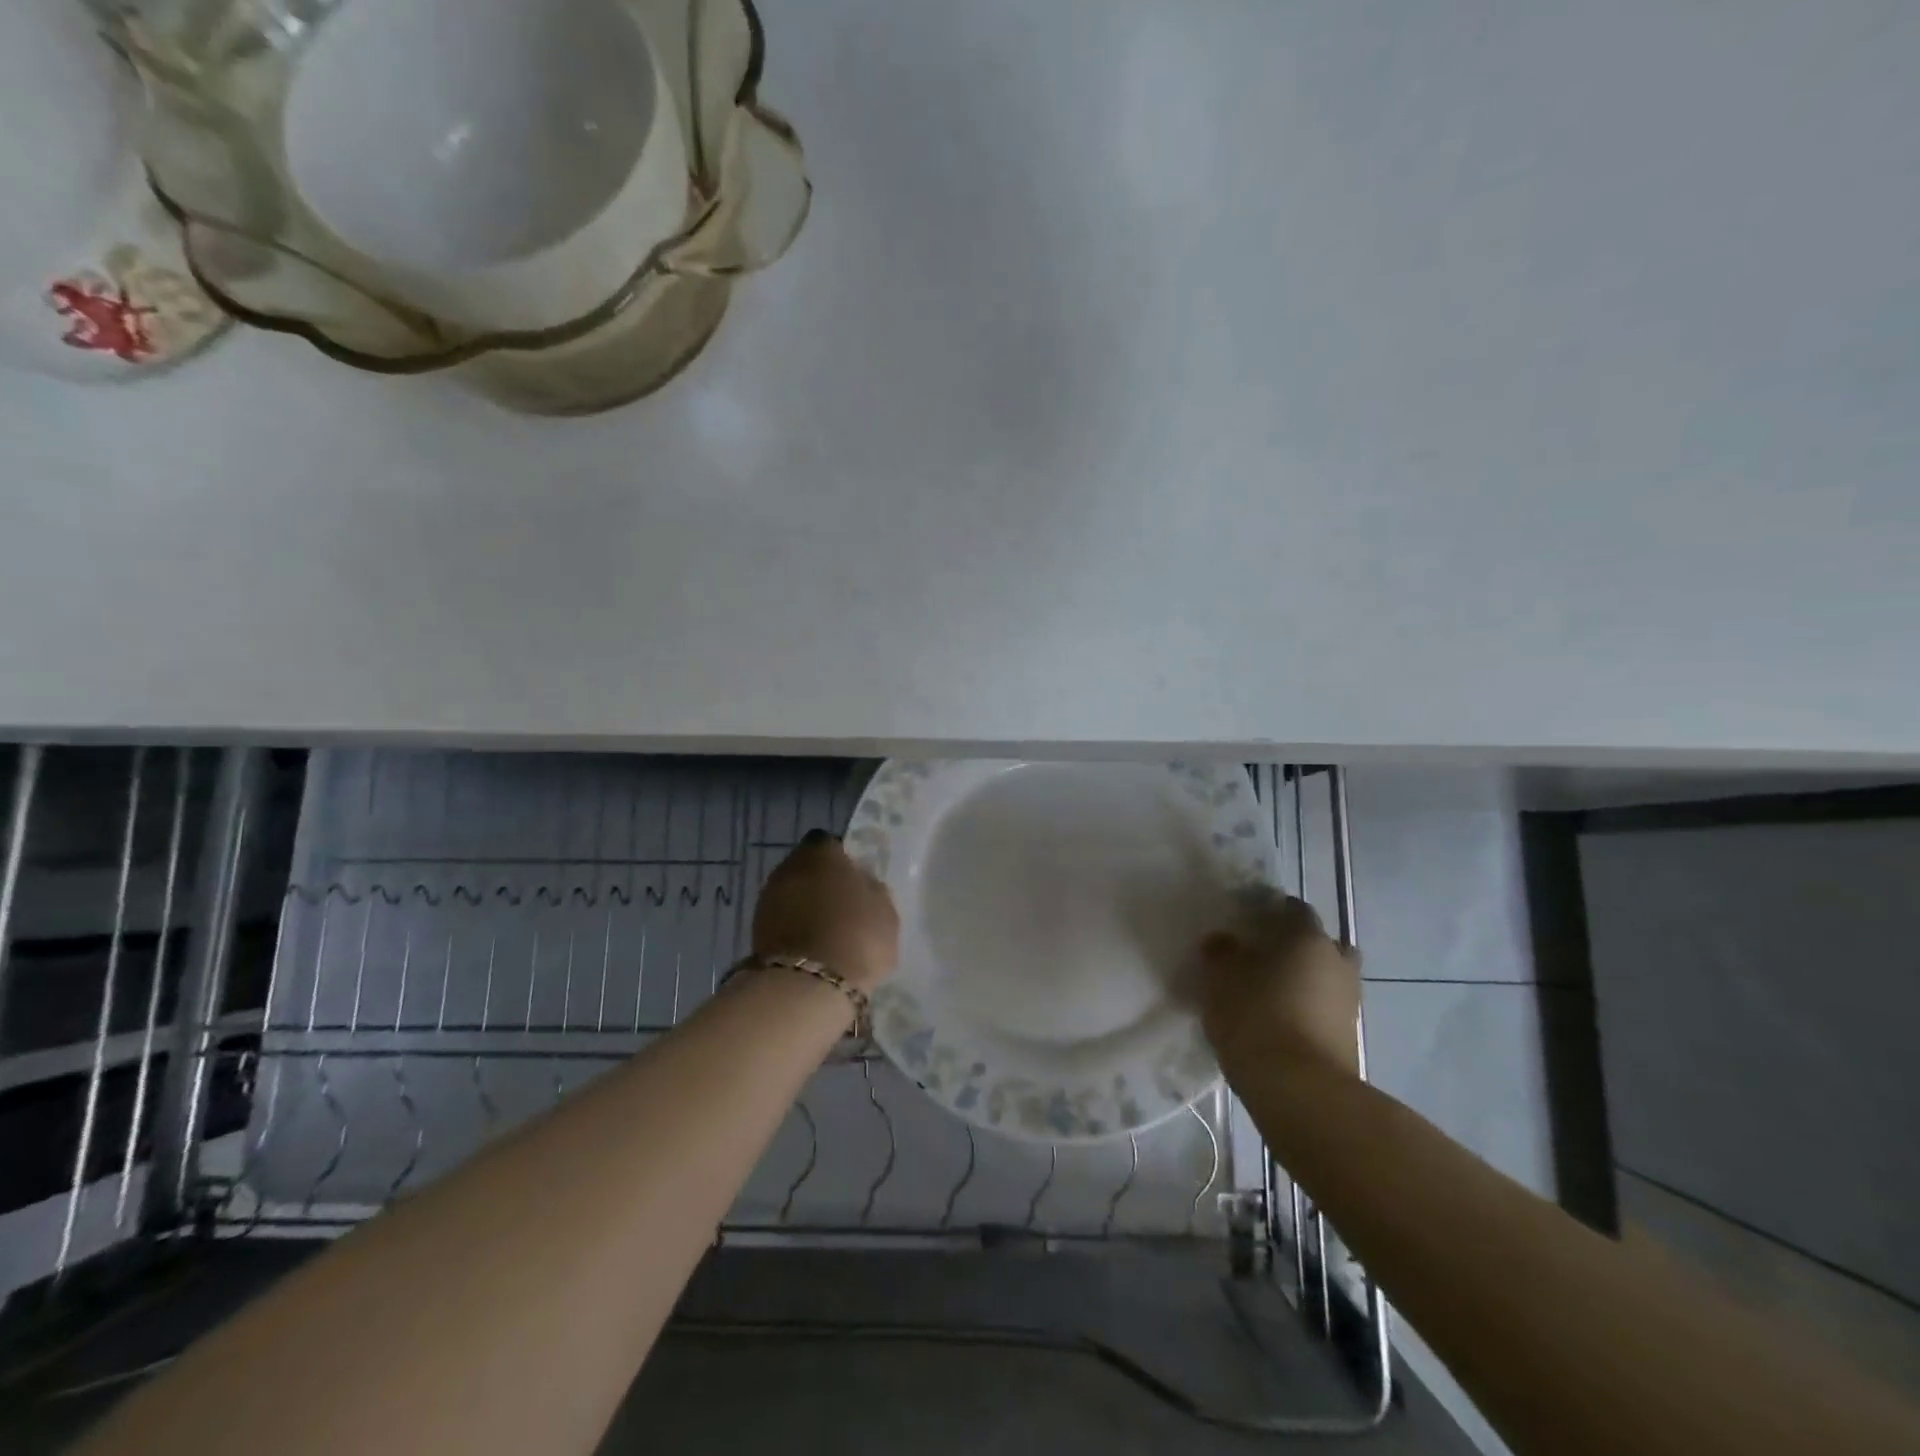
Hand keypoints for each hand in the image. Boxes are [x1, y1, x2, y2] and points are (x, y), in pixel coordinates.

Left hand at [752, 830, 899, 992]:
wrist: (808, 985)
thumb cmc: (857, 936)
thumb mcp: (885, 911)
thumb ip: (872, 889)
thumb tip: (862, 882)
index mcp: (821, 852)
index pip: (830, 844)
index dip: (843, 860)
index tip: (855, 881)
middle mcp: (788, 866)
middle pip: (807, 868)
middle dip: (821, 883)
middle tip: (843, 907)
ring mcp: (767, 898)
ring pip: (792, 894)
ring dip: (805, 907)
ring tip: (827, 932)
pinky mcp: (755, 930)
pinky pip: (782, 921)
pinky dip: (794, 929)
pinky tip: (811, 949)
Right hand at [1197, 889, 1360, 1077]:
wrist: (1300, 1090)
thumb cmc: (1256, 1017)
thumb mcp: (1220, 978)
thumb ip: (1221, 952)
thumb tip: (1224, 941)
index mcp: (1308, 938)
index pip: (1294, 909)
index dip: (1271, 911)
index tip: (1247, 922)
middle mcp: (1336, 962)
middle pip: (1320, 943)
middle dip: (1297, 946)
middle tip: (1264, 957)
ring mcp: (1349, 1002)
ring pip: (1327, 977)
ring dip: (1305, 980)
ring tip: (1269, 993)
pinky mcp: (1349, 1038)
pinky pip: (1326, 1009)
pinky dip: (1308, 1009)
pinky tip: (1280, 1021)